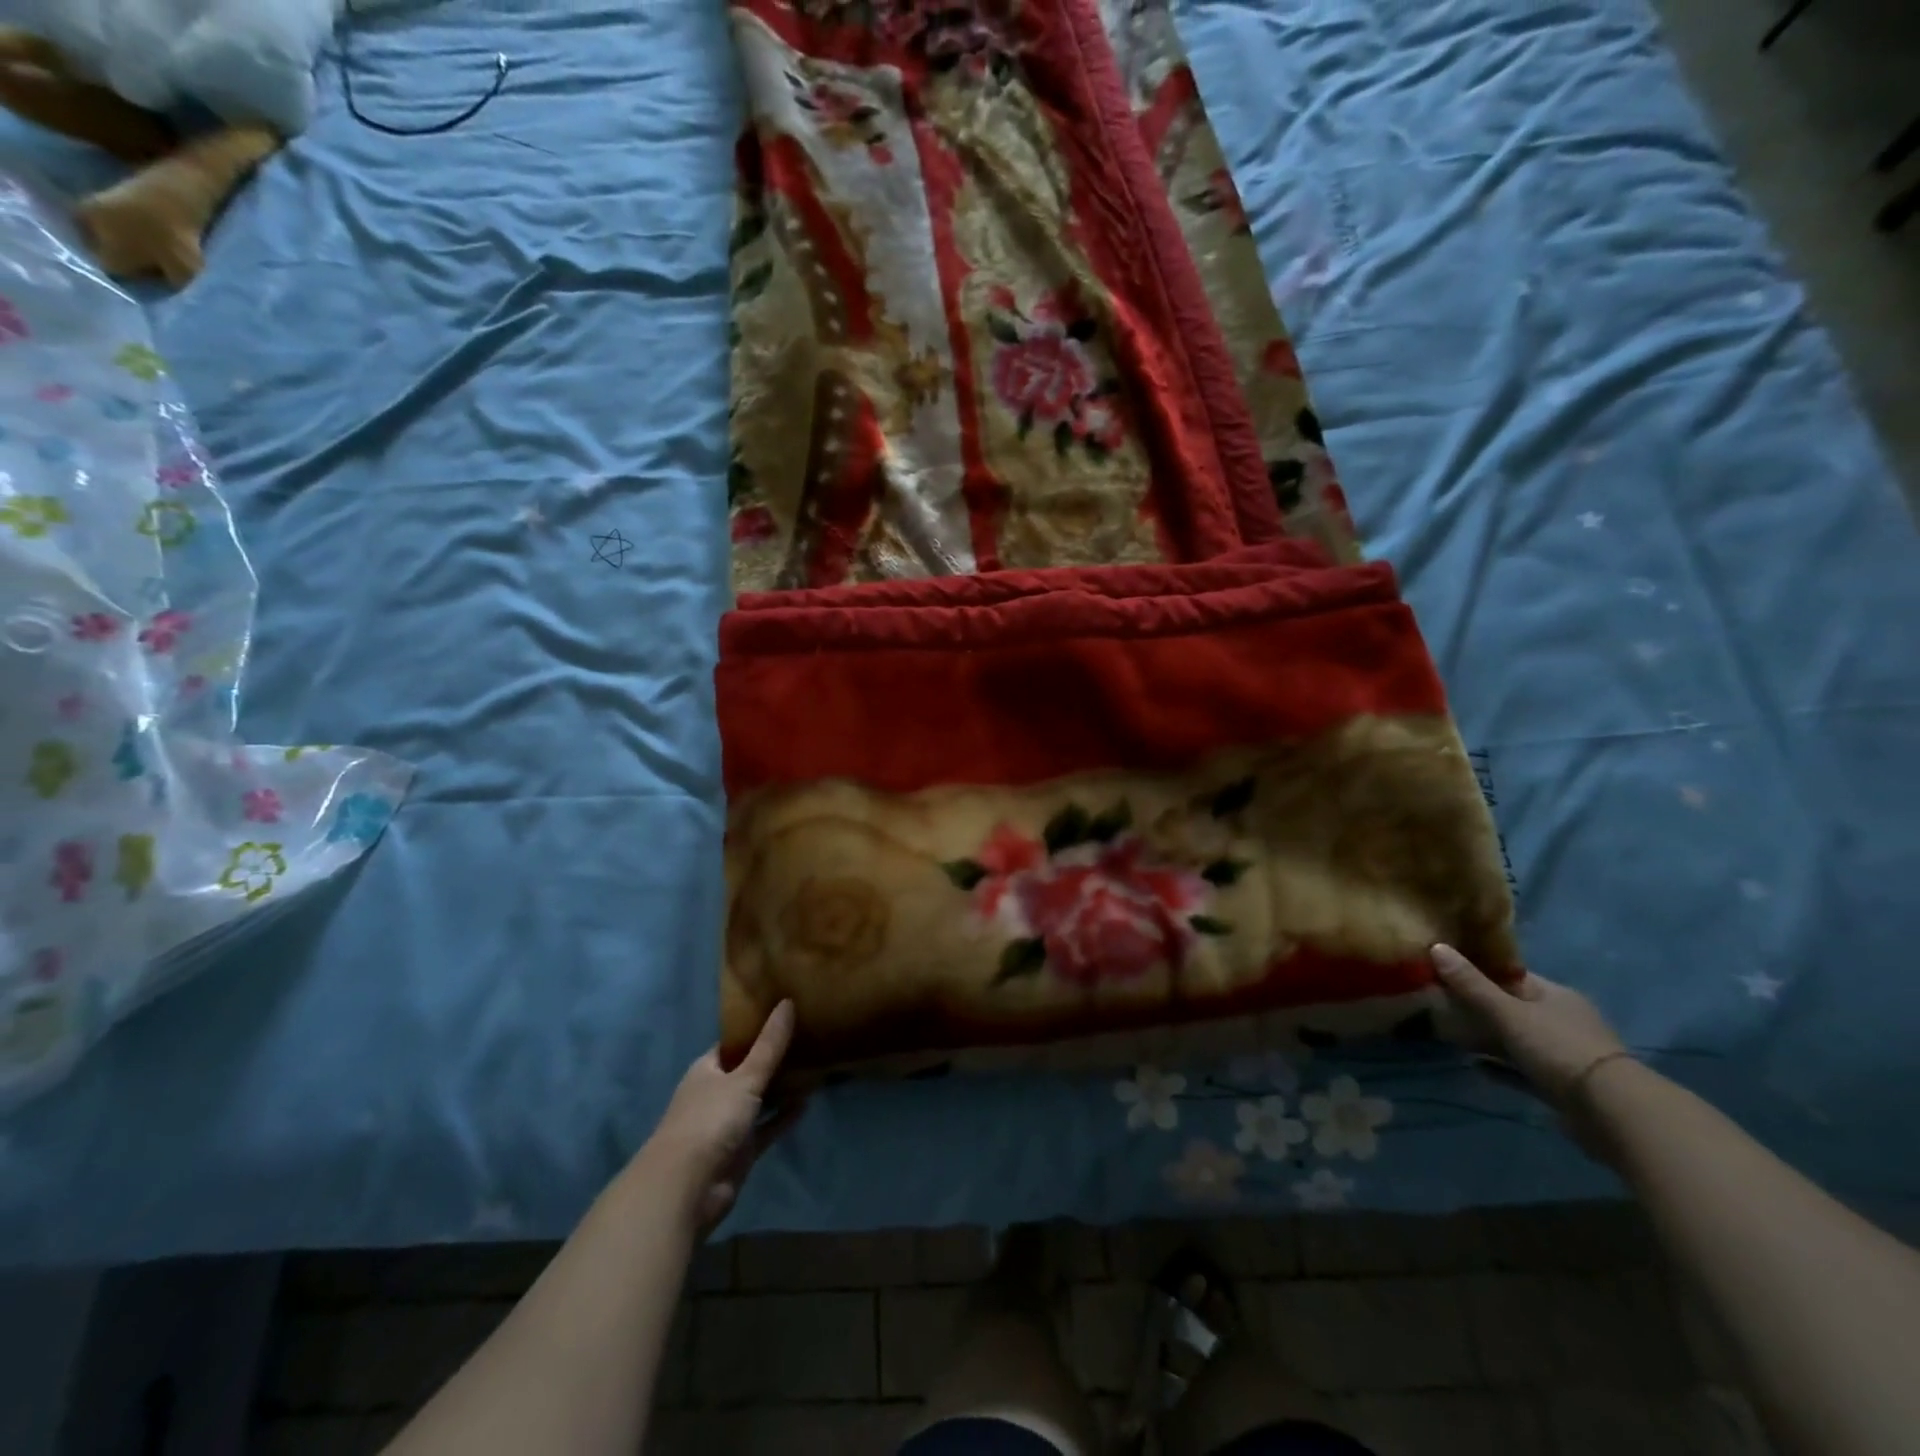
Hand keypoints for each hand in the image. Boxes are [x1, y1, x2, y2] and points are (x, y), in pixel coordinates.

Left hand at [648, 1001, 800, 1232]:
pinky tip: (807, 1102)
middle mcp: (716, 1093)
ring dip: (782, 1088)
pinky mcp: (741, 1150)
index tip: (785, 1014)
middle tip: (808, 1037)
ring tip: (814, 1066)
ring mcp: (728, 1123)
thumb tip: (787, 1002)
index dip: (757, 1029)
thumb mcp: (744, 1078)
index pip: (734, 1043)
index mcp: (707, 1070)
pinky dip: (784, 1117)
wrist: (687, 1189)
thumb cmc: (710, 1120)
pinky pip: (767, 1127)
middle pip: (749, 1070)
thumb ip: (769, 1045)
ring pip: (760, 1099)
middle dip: (774, 1058)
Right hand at [1430, 944, 1627, 1110]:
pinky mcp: (1562, 1085)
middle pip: (1512, 1006)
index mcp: (1555, 995)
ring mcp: (1565, 1054)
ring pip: (1516, 1039)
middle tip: (1440, 1003)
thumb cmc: (1558, 1048)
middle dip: (1478, 1006)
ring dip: (1487, 1038)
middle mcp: (1562, 1020)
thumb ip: (1471, 985)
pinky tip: (1474, 1066)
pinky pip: (1522, 1069)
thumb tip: (1435, 946)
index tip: (1445, 970)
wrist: (1612, 1112)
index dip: (1478, 970)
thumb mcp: (1508, 1013)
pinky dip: (1499, 1067)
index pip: (1511, 975)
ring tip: (1450, 1035)